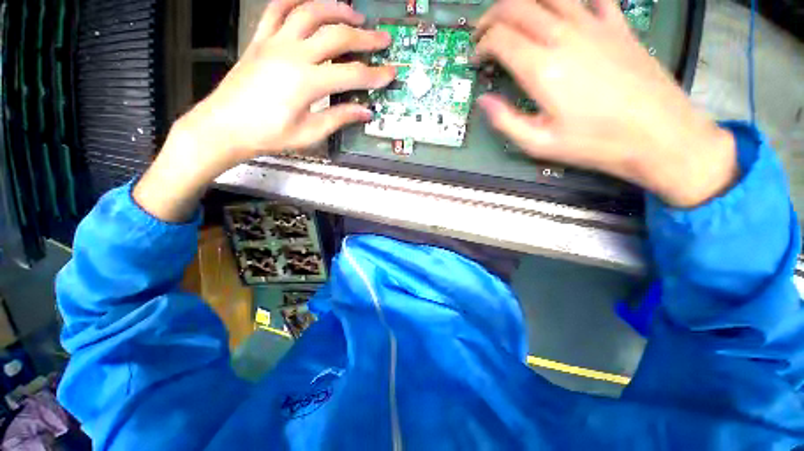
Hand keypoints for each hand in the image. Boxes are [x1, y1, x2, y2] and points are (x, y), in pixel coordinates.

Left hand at [134, 0, 393, 221]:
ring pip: (309, 12)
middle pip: (336, 36)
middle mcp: (293, 54)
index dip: (375, 75)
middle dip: (364, 38)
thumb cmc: (268, 135)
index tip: (391, 73)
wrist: (224, 127)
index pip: (351, 75)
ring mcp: (274, 42)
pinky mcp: (259, 40)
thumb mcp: (309, 133)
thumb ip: (338, 118)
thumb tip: (365, 112)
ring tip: (354, 14)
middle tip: (382, 38)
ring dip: (336, 9)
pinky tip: (309, 1)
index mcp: (307, 82)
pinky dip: (295, 0)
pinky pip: (276, 9)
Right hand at [475, 0, 736, 207]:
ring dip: (522, 0)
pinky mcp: (617, 26)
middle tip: (483, 33)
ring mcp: (594, 25)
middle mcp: (564, 37)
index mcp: (543, 69)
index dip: (481, 46)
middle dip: (492, 16)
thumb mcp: (539, 143)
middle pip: (518, 6)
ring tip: (511, 16)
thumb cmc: (596, 143)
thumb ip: (505, 120)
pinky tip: (561, 8)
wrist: (660, 134)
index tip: (476, 59)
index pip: (500, 38)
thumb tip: (484, 101)